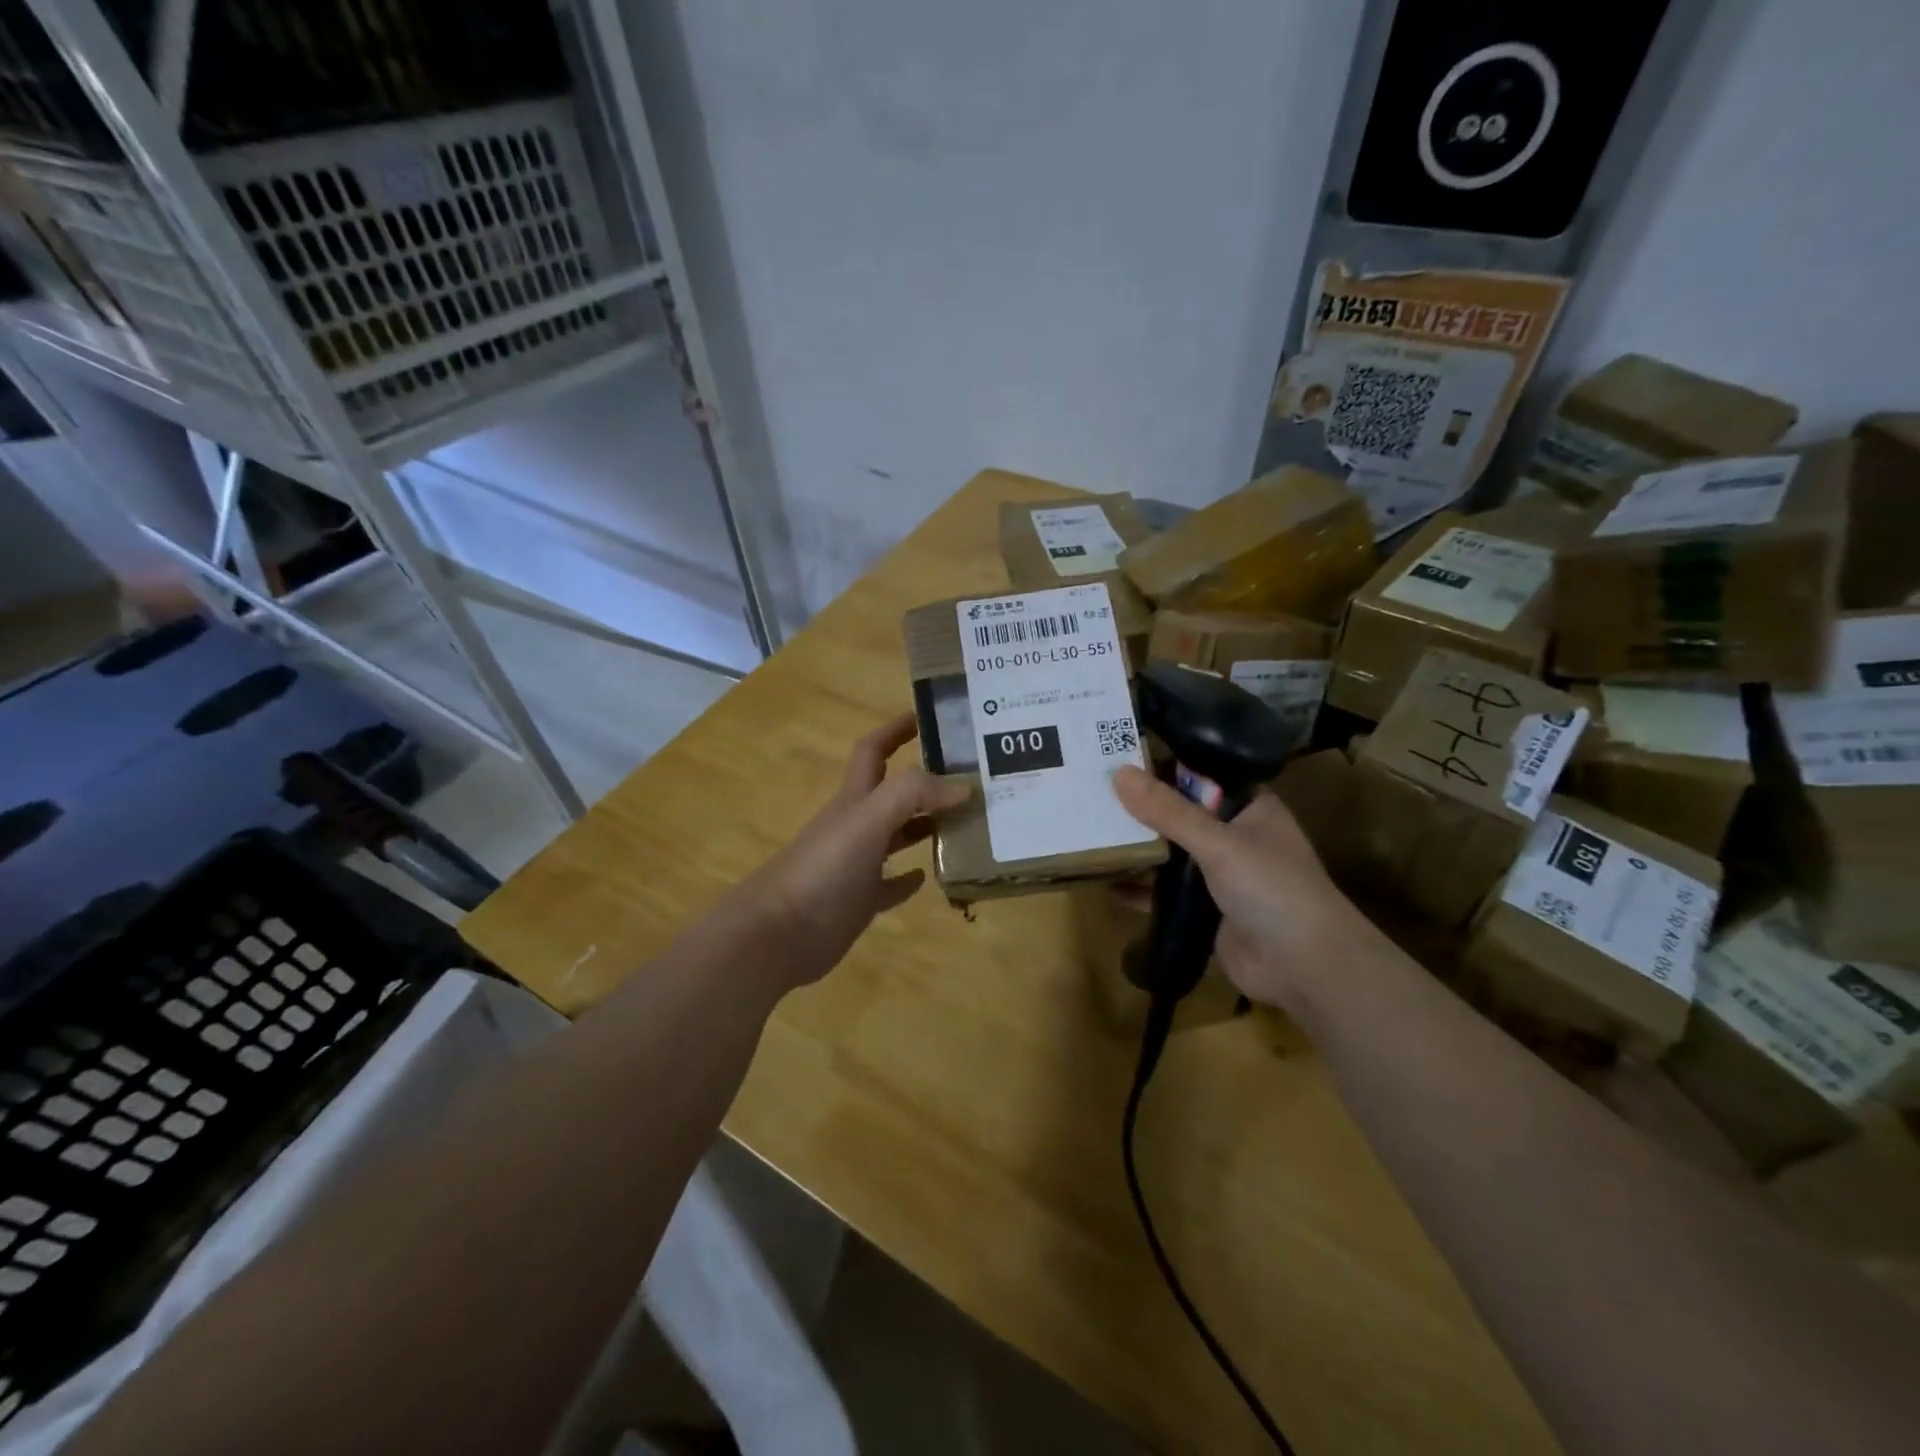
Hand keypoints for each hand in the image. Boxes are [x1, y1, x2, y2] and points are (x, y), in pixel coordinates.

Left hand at [727, 712, 970, 995]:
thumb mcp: (867, 820)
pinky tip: (931, 877)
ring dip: (926, 826)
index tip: (930, 717)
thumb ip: (912, 795)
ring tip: (966, 824)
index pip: (874, 750)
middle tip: (970, 779)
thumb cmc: (822, 870)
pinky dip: (909, 878)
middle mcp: (856, 826)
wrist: (778, 934)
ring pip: (897, 836)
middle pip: (893, 793)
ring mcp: (857, 865)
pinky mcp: (859, 902)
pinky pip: (890, 885)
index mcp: (854, 799)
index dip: (897, 729)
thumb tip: (963, 787)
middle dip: (926, 781)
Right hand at [1111, 764, 1379, 1012]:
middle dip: (1138, 809)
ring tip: (1084, 831)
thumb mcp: (1218, 843)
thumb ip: (1168, 811)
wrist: (1306, 968)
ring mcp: (1218, 875)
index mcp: (1248, 807)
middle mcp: (1233, 836)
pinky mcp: (1204, 910)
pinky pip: (1163, 892)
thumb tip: (1118, 773)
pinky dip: (1137, 887)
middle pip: (1178, 814)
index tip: (1113, 756)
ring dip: (1135, 848)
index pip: (1198, 775)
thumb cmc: (1272, 889)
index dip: (1160, 766)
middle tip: (1085, 792)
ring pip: (1168, 853)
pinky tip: (1100, 881)